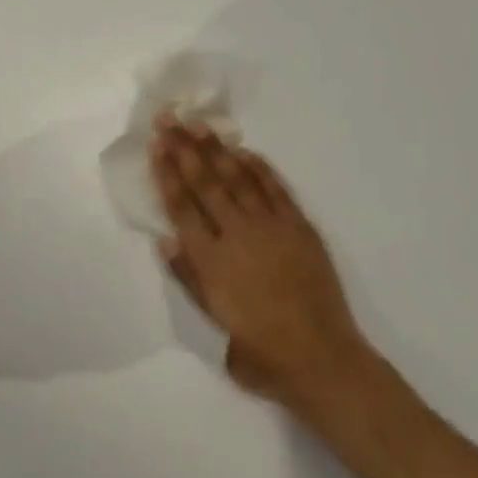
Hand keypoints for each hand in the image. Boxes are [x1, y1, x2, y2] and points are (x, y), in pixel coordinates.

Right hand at [152, 117, 367, 408]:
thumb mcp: (215, 323)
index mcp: (211, 261)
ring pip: (237, 178)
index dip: (166, 174)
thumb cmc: (262, 353)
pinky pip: (275, 189)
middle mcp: (237, 235)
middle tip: (168, 119)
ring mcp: (271, 227)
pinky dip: (258, 167)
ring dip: (216, 149)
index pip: (181, 207)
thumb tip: (167, 238)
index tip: (156, 146)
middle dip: (183, 148)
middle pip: (205, 183)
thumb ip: (189, 278)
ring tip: (198, 123)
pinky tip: (243, 150)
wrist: (321, 358)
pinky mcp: (299, 227)